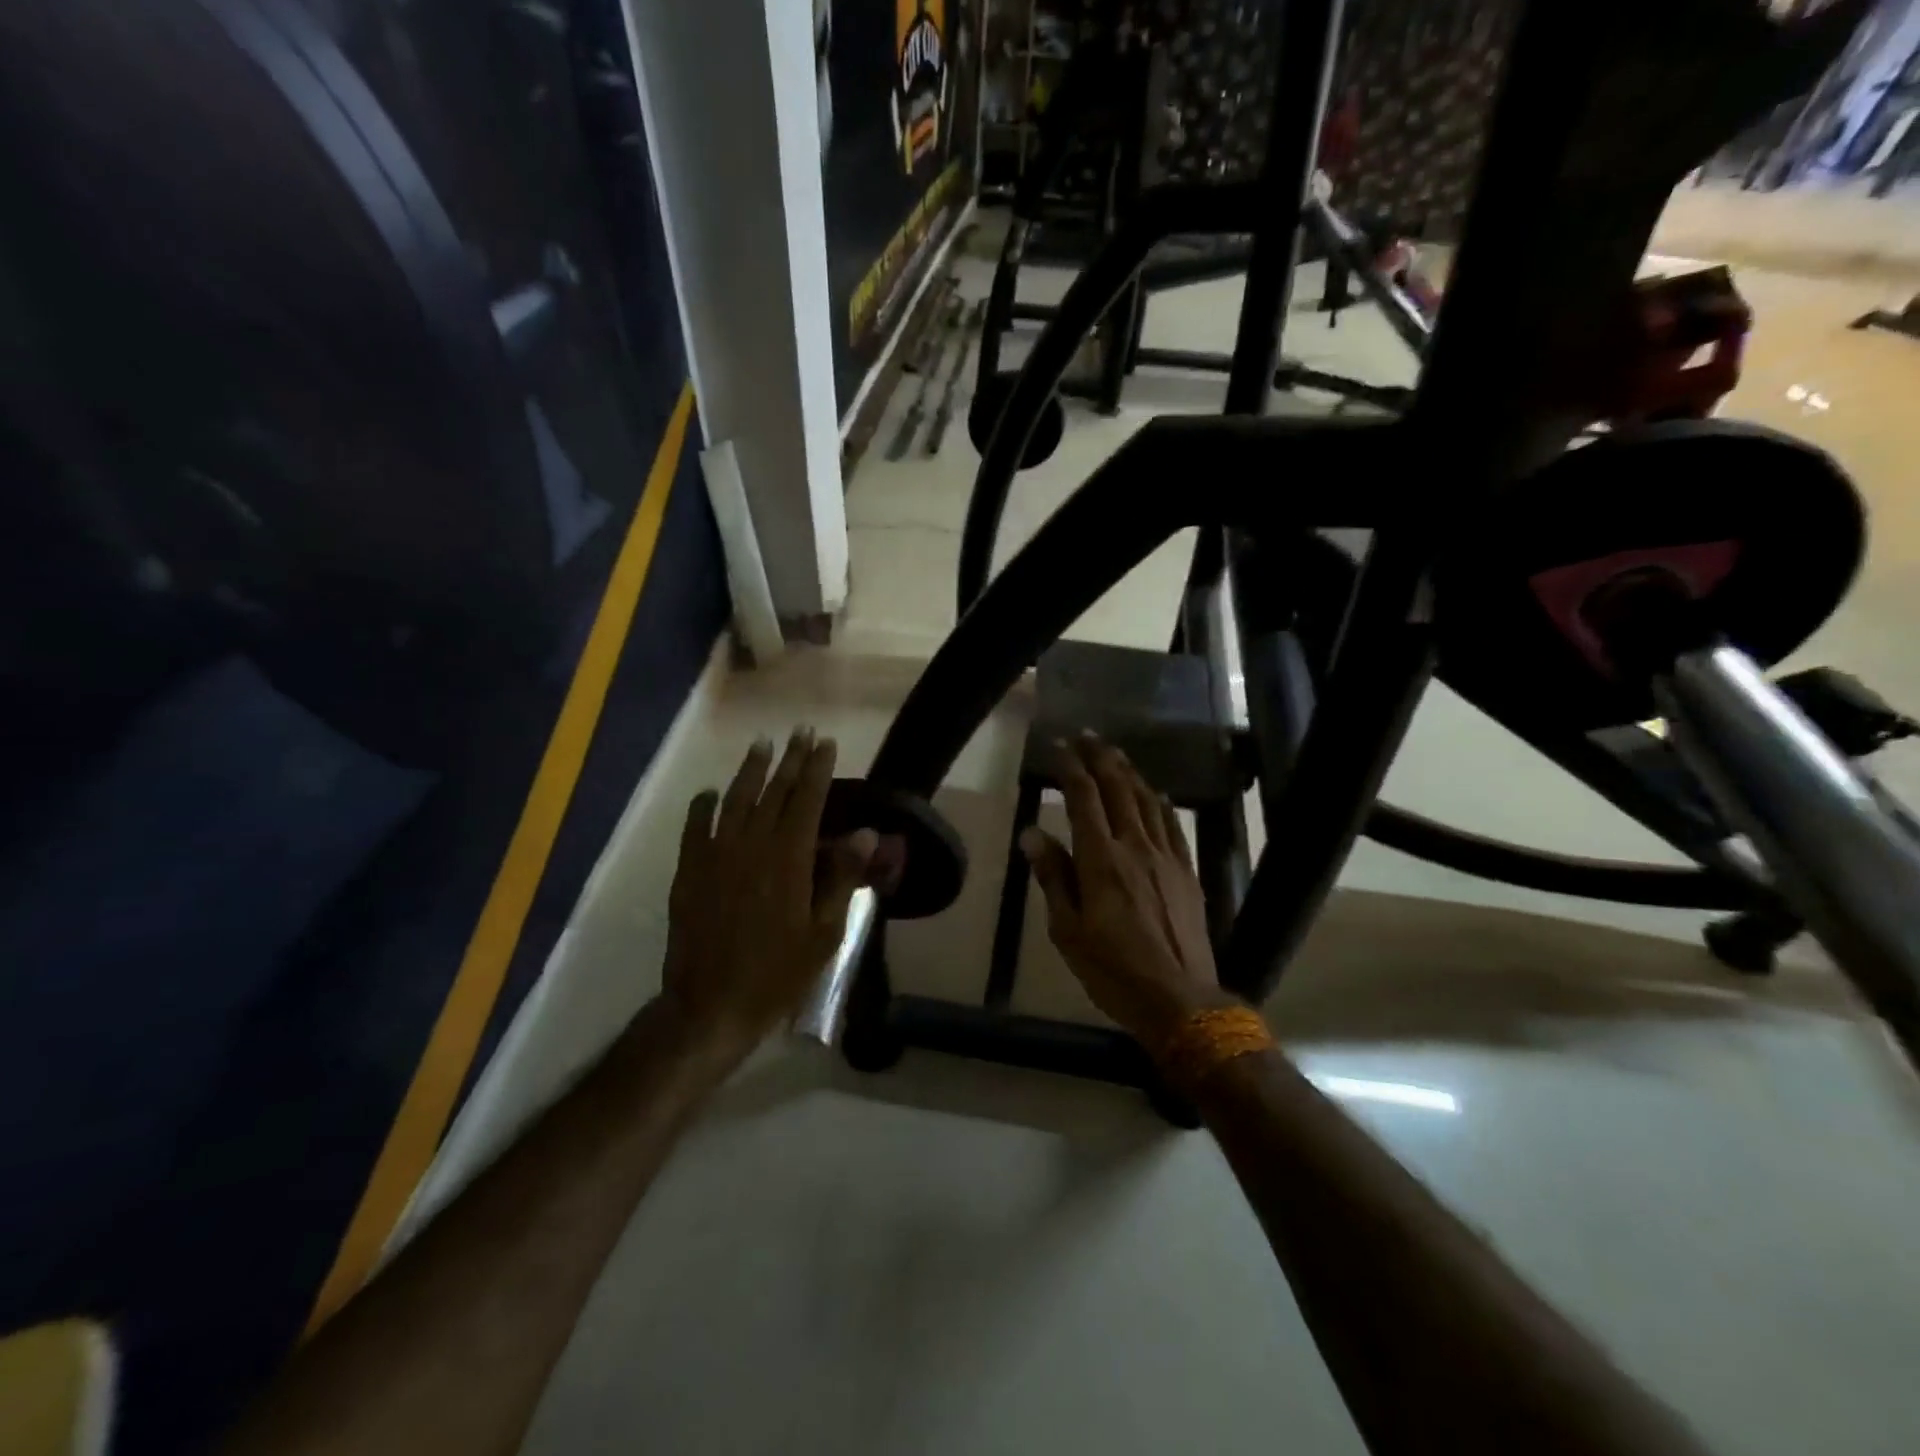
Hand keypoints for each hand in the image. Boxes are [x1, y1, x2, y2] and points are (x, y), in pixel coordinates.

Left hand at [660, 730, 877, 1060]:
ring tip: (761, 745)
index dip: (818, 769)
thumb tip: (866, 834)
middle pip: (774, 792)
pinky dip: (703, 806)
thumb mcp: (825, 933)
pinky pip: (695, 828)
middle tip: (801, 732)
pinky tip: (710, 793)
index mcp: (788, 859)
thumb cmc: (778, 973)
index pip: (807, 801)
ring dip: (750, 771)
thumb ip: (841, 877)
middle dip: (790, 760)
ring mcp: (715, 856)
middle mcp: (751, 846)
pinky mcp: (689, 872)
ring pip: (734, 801)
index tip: (826, 743)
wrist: (711, 1005)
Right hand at [1020, 734, 1235, 1046]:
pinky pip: (1171, 824)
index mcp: (1101, 859)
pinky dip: (1159, 801)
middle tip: (1086, 735)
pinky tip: (1153, 792)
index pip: (1084, 798)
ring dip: (1128, 772)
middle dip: (1100, 757)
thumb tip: (1032, 834)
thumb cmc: (1113, 969)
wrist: (1180, 999)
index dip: (1070, 767)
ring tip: (1114, 752)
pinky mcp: (1186, 871)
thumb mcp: (1067, 930)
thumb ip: (1053, 876)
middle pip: (1118, 788)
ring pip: (1146, 800)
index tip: (1059, 746)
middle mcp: (1135, 846)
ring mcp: (1166, 857)